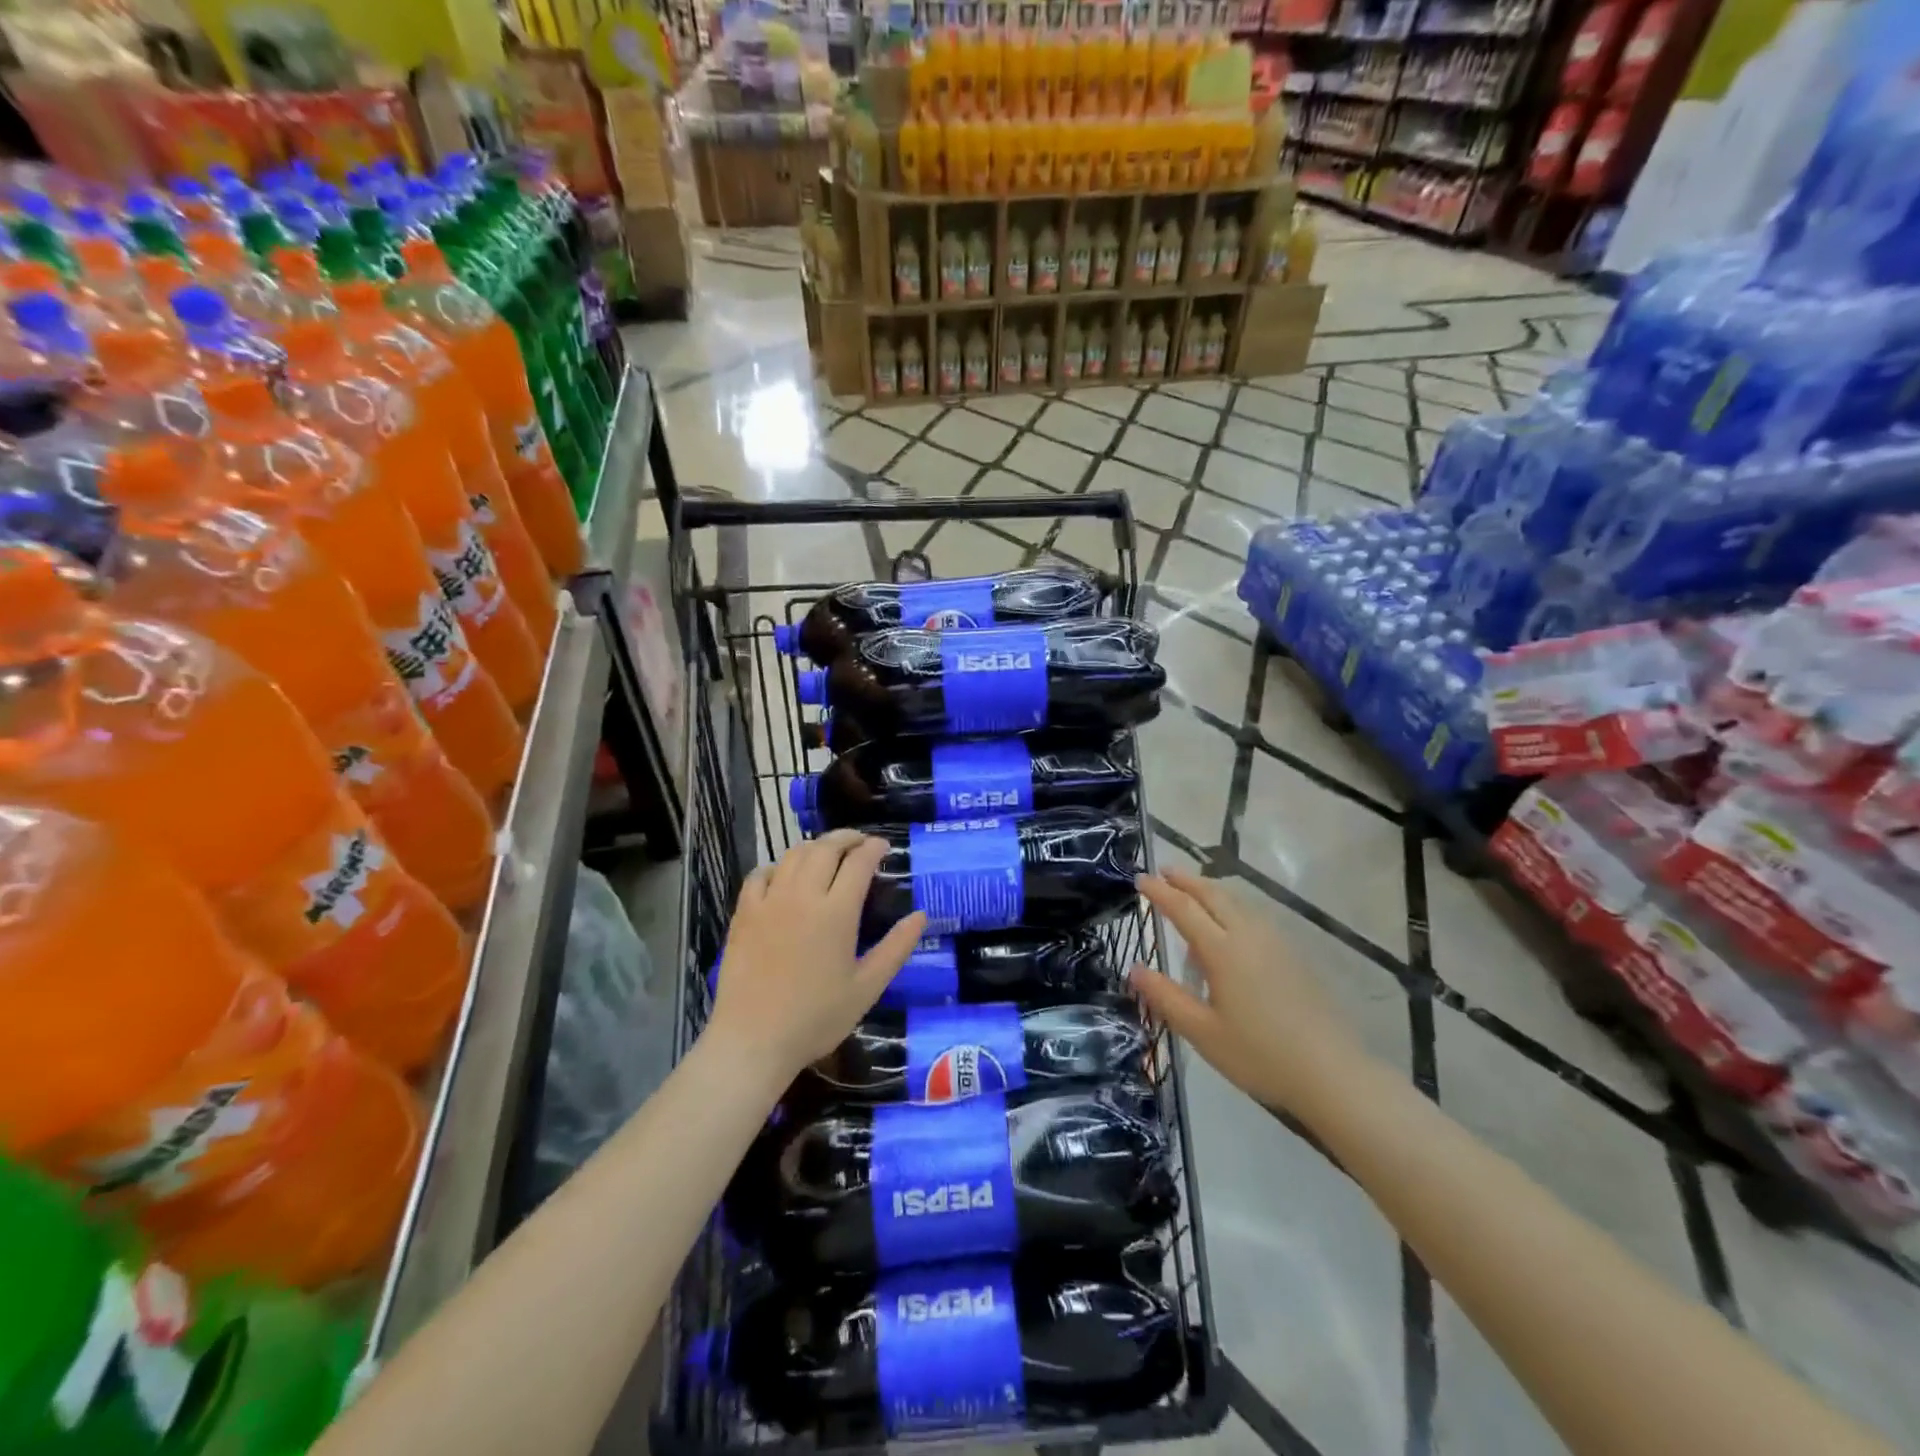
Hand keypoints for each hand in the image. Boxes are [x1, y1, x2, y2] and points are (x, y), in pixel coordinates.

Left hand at [709, 830, 926, 1079]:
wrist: (753, 1040)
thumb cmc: (816, 1018)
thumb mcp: (867, 988)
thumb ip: (896, 948)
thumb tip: (921, 915)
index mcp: (837, 912)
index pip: (859, 863)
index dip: (874, 848)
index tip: (884, 846)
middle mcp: (803, 896)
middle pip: (825, 849)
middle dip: (847, 838)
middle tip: (860, 842)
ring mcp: (769, 901)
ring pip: (793, 855)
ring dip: (815, 847)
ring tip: (827, 853)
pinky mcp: (744, 913)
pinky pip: (760, 874)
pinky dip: (777, 866)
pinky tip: (784, 875)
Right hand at [1131, 869, 1370, 1120]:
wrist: (1332, 1073)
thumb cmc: (1260, 1055)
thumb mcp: (1202, 1032)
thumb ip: (1166, 997)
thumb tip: (1134, 969)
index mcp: (1222, 951)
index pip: (1184, 909)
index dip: (1160, 892)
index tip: (1141, 878)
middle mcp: (1249, 935)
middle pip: (1213, 895)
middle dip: (1186, 880)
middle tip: (1164, 871)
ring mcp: (1275, 942)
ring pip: (1237, 902)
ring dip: (1210, 890)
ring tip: (1192, 892)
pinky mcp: (1293, 955)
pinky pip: (1253, 916)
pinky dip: (1232, 906)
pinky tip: (1230, 926)